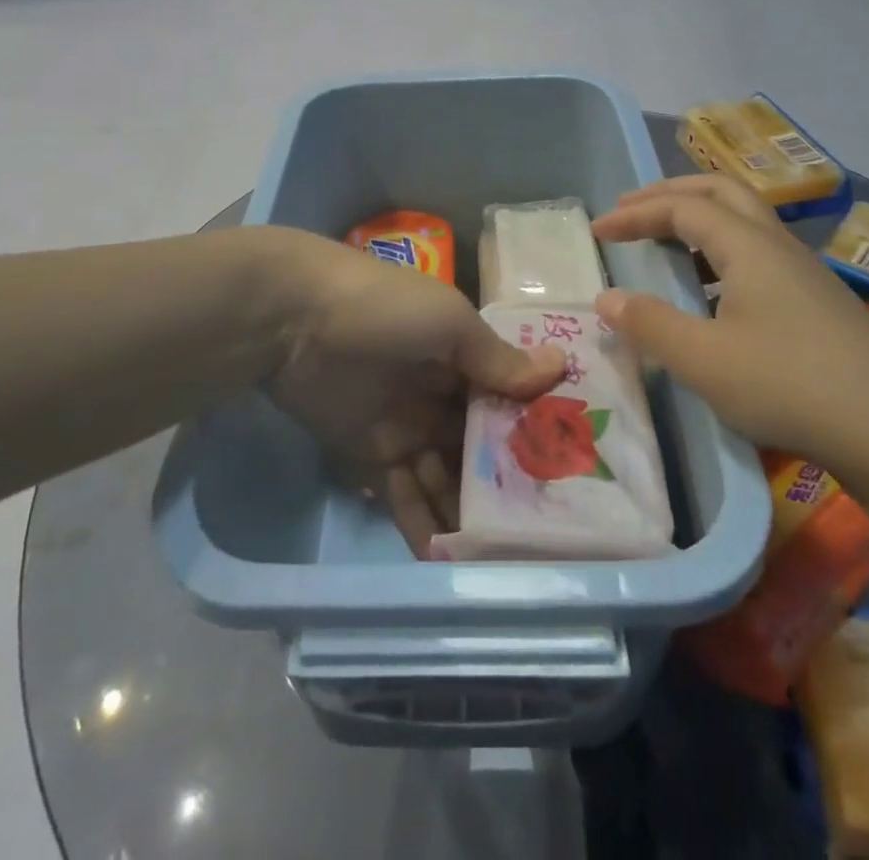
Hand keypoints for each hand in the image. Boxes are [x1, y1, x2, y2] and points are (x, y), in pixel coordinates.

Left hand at [268, 233, 565, 553]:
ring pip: (446, 475)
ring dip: (468, 511)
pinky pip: (403, 494)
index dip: (534, 431)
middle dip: (507, 482)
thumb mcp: (450, 324)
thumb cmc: (386, 310)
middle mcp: (439, 392)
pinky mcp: (370, 454)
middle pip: (480, 445)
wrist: (296, 319)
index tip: (572, 473)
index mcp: (462, 356)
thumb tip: (561, 365)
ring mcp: (405, 425)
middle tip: (544, 533)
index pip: (507, 400)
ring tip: (503, 558)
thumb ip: (498, 359)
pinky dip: (423, 523)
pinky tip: (449, 557)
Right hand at [590, 176, 868, 464]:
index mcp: (749, 246)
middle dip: (670, 193)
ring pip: (745, 220)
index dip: (636, 214)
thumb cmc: (790, 387)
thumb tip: (607, 298)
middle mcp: (778, 245)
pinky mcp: (819, 302)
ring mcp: (805, 272)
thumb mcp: (703, 360)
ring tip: (665, 242)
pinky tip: (713, 291)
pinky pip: (759, 252)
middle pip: (720, 191)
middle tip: (631, 209)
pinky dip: (721, 250)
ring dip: (699, 218)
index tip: (597, 231)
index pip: (682, 208)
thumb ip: (649, 324)